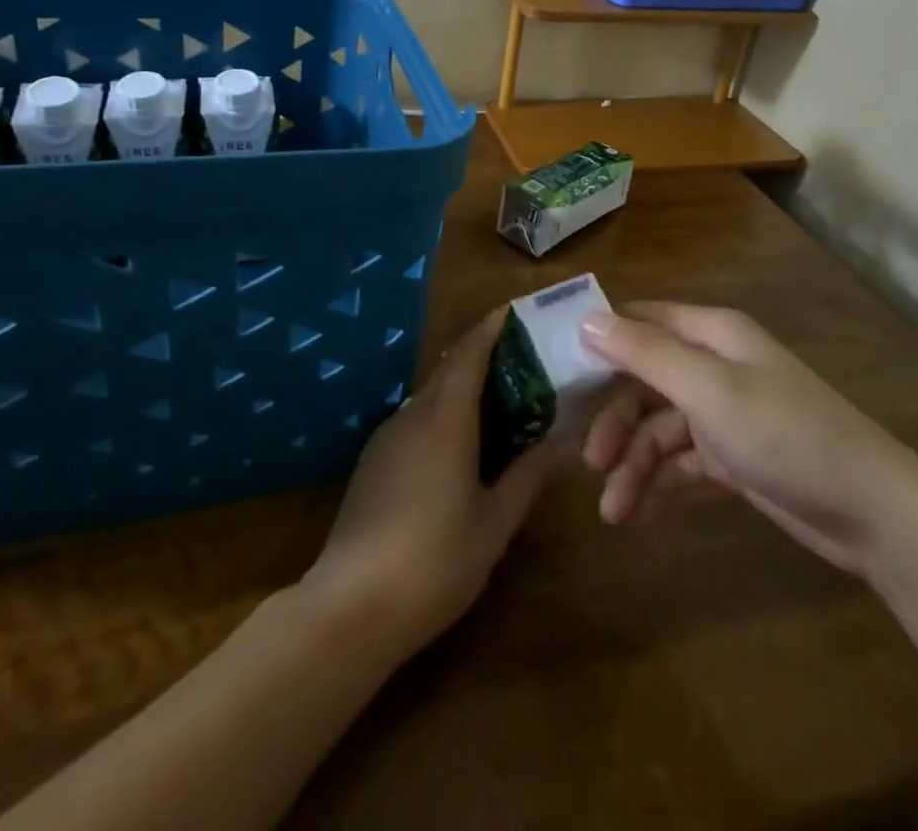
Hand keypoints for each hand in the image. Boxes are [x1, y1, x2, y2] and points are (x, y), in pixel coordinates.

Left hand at [304, 309, 556, 655]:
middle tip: (518, 360)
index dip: (489, 329)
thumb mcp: (495, 523)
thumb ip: (528, 476)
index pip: (469, 355)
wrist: (351, 606)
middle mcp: (413, 417)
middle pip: (448, 371)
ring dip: (459, 390)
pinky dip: (440, 417)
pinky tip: (457, 448)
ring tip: (495, 404)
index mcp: (446, 420)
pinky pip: (413, 422)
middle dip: (480, 356)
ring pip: (429, 398)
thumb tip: (565, 442)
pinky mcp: (371, 463)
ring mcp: (386, 439)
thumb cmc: (436, 560)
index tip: (512, 312)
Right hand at [580, 303, 917, 574]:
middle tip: (590, 462)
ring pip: (660, 430)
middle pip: (644, 382)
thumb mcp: (708, 390)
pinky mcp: (734, 458)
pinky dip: (661, 484)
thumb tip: (586, 320)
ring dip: (635, 466)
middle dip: (616, 422)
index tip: (557, 370)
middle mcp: (714, 366)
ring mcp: (725, 414)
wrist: (871, 513)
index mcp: (711, 335)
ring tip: (614, 513)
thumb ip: (645, 354)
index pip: (641, 321)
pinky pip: (682, 463)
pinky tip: (640, 515)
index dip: (601, 339)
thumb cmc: (784, 434)